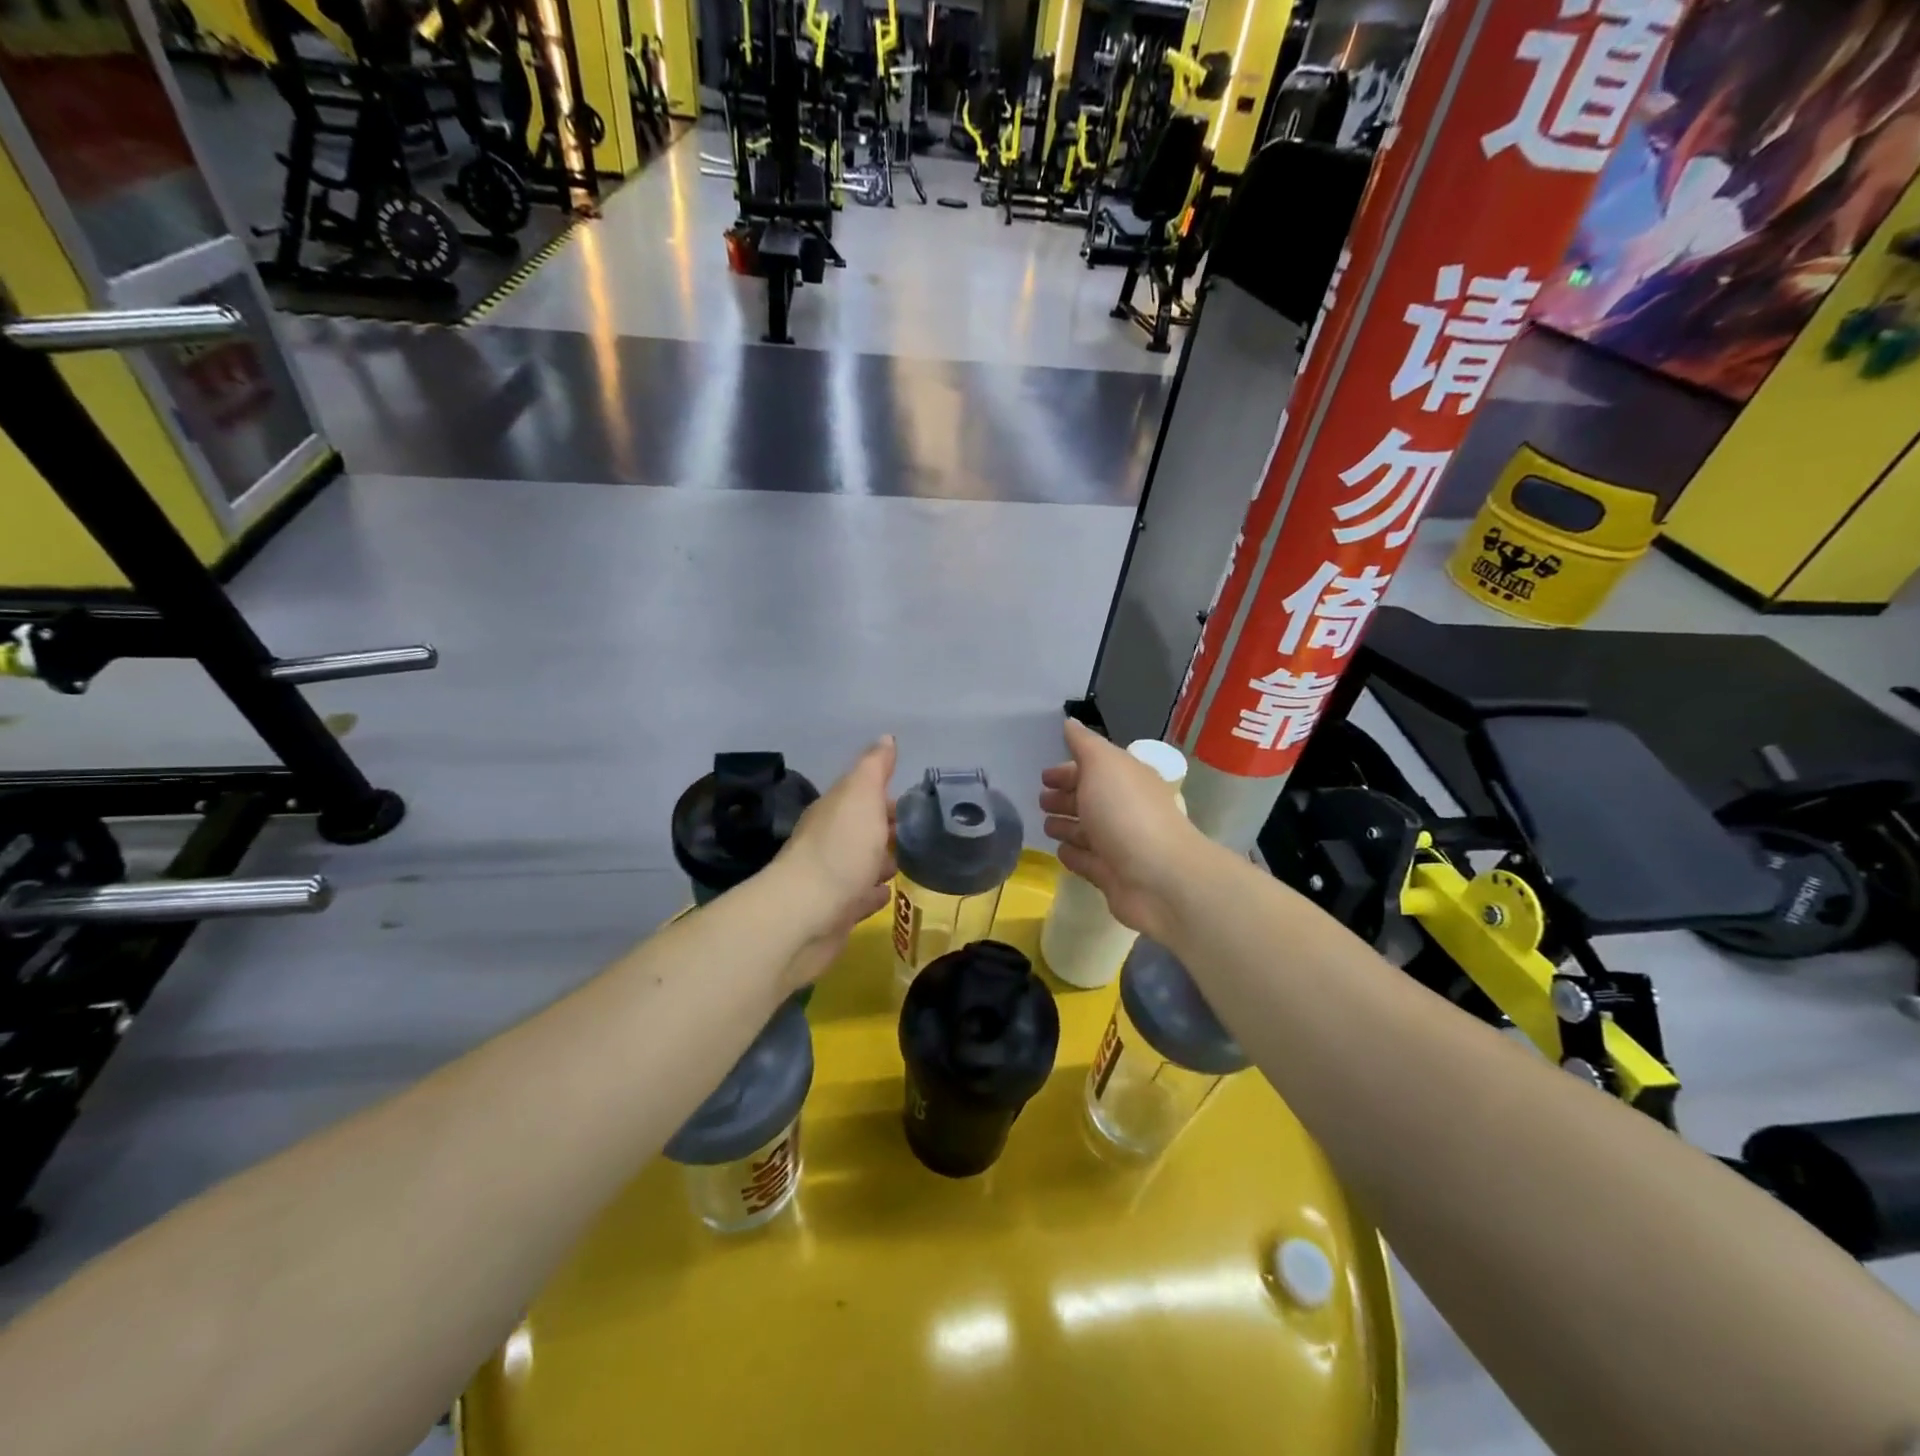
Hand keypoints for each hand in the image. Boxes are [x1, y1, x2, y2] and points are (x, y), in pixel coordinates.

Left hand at [774, 735, 897, 988]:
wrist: (806, 914)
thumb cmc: (839, 849)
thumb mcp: (860, 796)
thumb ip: (874, 768)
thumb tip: (886, 738)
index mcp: (834, 810)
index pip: (862, 795)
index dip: (886, 795)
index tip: (917, 801)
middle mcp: (830, 841)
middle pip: (862, 829)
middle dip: (887, 828)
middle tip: (921, 832)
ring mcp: (833, 878)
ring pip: (862, 863)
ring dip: (882, 860)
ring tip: (911, 862)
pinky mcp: (837, 912)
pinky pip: (861, 897)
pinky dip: (874, 893)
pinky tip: (889, 893)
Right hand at [1040, 718, 1199, 942]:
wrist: (1158, 878)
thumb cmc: (1127, 812)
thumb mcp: (1103, 765)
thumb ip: (1084, 744)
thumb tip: (1070, 722)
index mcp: (1128, 779)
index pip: (1095, 769)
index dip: (1068, 769)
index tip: (1043, 776)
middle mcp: (1126, 809)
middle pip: (1091, 799)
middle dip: (1065, 797)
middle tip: (1041, 800)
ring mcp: (1120, 844)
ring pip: (1088, 831)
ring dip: (1066, 825)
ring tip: (1045, 826)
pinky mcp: (1113, 876)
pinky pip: (1088, 861)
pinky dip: (1074, 855)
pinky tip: (1059, 851)